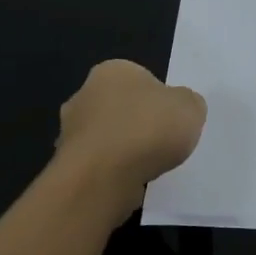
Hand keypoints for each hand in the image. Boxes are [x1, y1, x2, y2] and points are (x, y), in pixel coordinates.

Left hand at [55, 60, 206, 223]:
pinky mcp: (65, 165)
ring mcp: (70, 131)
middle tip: (160, 143)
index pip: (139, 79)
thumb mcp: (190, 107)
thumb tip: (180, 107)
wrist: (102, 178)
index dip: (158, 99)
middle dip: (136, 124)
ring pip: (105, 137)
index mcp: (112, 70)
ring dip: (122, 151)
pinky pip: (97, 165)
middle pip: (119, 107)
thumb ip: (187, 103)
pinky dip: (111, 173)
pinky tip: (128, 184)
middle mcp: (84, 94)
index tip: (170, 120)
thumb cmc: (147, 129)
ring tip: (147, 168)